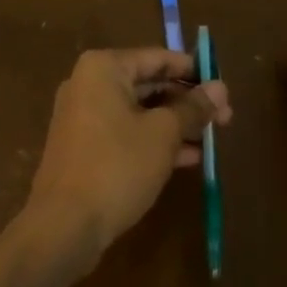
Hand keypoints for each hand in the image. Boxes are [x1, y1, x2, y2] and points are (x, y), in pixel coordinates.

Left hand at [27, 48, 231, 259]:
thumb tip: (221, 88)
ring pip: (140, 112)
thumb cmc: (117, 166)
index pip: (158, 58)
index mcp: (104, 68)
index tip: (223, 88)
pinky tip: (188, 158)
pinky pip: (127, 133)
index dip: (194, 71)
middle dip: (187, 102)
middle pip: (149, 84)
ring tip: (212, 139)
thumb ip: (193, 108)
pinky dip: (155, 141)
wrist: (63, 228)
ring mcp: (84, 118)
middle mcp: (89, 85)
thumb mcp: (164, 134)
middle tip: (224, 117)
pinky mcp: (85, 149)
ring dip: (176, 124)